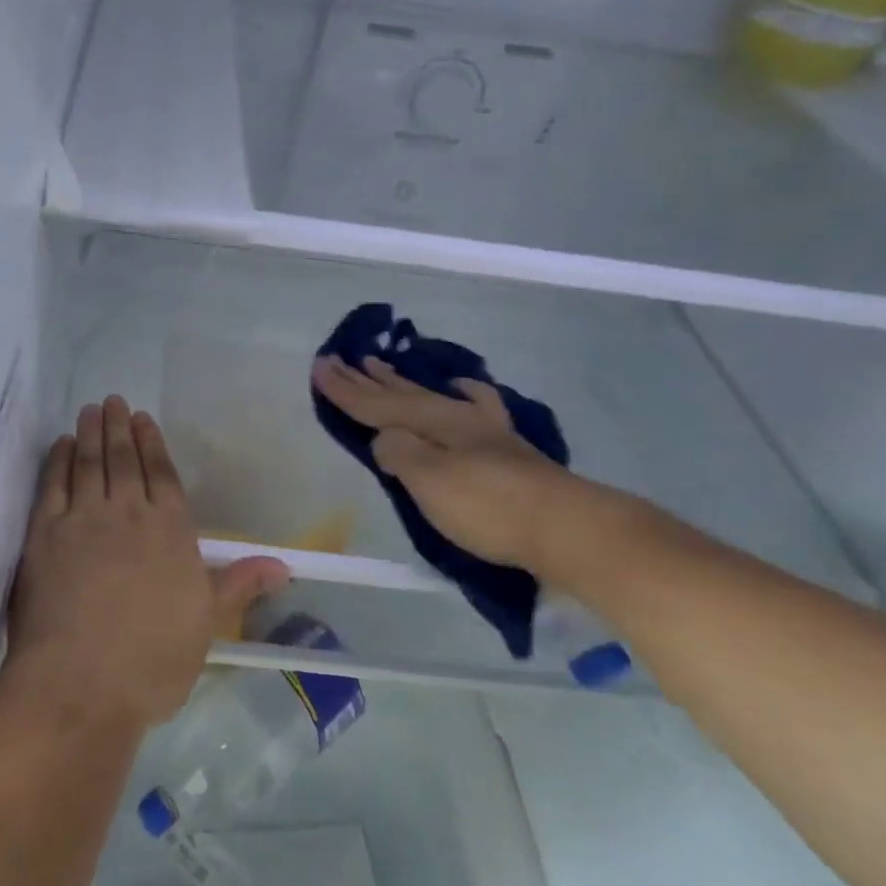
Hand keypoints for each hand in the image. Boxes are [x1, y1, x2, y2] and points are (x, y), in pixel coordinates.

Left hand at [6, 397, 287, 729]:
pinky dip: (58, 461)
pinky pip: (52, 485)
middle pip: (124, 461)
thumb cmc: (153, 659)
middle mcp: (128, 513)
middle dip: (119, 428)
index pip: (163, 475)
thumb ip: (239, 584)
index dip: (153, 444)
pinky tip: (62, 446)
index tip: (143, 419)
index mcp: (170, 531)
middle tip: (113, 401)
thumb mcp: (206, 622)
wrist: (82, 683)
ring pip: (90, 464)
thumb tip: (285, 565)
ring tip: (91, 411)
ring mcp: (83, 520)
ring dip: (91, 434)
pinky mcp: (44, 534)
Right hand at [311, 355, 570, 570]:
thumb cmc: (488, 506)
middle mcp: (454, 417)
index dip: (344, 389)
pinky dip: (459, 393)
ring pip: (430, 395)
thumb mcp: (429, 481)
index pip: (376, 404)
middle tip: (340, 359)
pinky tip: (460, 388)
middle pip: (400, 394)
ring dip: (401, 382)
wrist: (566, 526)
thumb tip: (383, 438)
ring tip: (380, 365)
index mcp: (431, 422)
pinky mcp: (504, 448)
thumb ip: (399, 453)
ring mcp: (483, 430)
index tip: (318, 366)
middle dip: (366, 379)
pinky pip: (471, 405)